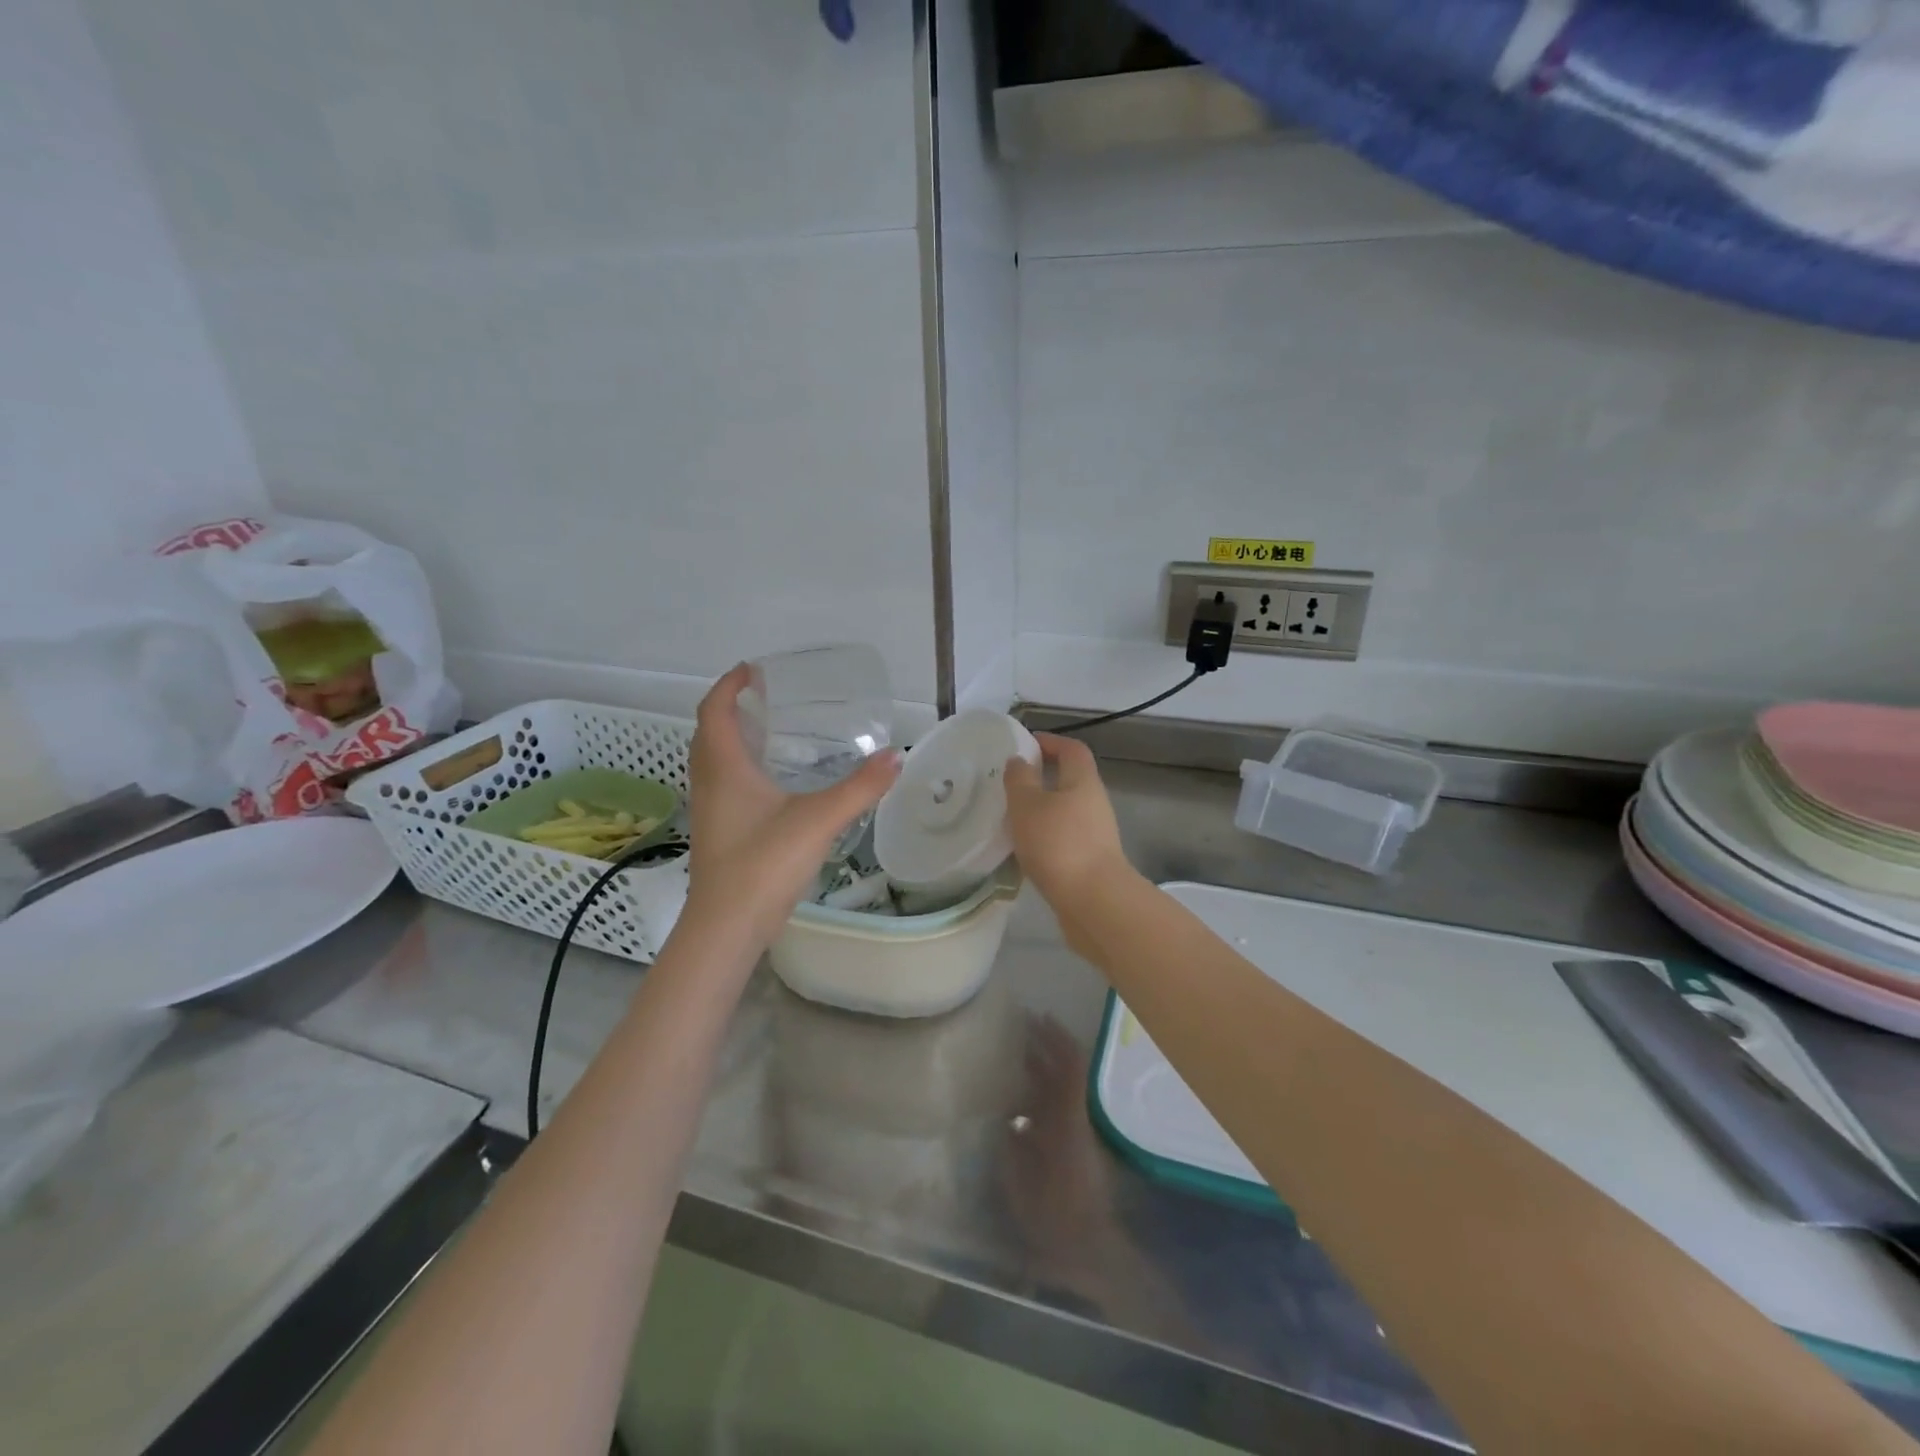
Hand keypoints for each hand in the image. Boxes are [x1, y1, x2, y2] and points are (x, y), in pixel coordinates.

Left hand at [685, 665, 900, 948]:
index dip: (729, 685)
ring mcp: (709, 811)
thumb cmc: (763, 864)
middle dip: (731, 709)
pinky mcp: (717, 834)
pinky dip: (738, 770)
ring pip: (712, 762)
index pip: (714, 710)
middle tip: (765, 700)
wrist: (727, 927)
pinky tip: (772, 786)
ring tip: (770, 734)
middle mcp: (709, 783)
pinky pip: (722, 786)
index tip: (753, 670)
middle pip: (708, 733)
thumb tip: (896, 756)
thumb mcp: (818, 820)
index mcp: (725, 768)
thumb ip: (859, 788)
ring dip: (732, 740)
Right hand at [1002, 734, 1133, 917]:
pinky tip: (1023, 849)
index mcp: (1083, 781)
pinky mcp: (1090, 861)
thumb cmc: (1058, 844)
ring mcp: (1095, 835)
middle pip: (1070, 780)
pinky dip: (1044, 837)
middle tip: (1009, 784)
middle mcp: (1094, 803)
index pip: (1072, 749)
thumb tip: (1019, 761)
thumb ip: (1019, 779)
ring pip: (1065, 812)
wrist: (1094, 903)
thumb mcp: (1027, 805)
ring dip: (1041, 810)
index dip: (1050, 741)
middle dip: (1041, 778)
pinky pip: (1064, 838)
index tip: (1025, 744)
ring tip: (1010, 818)